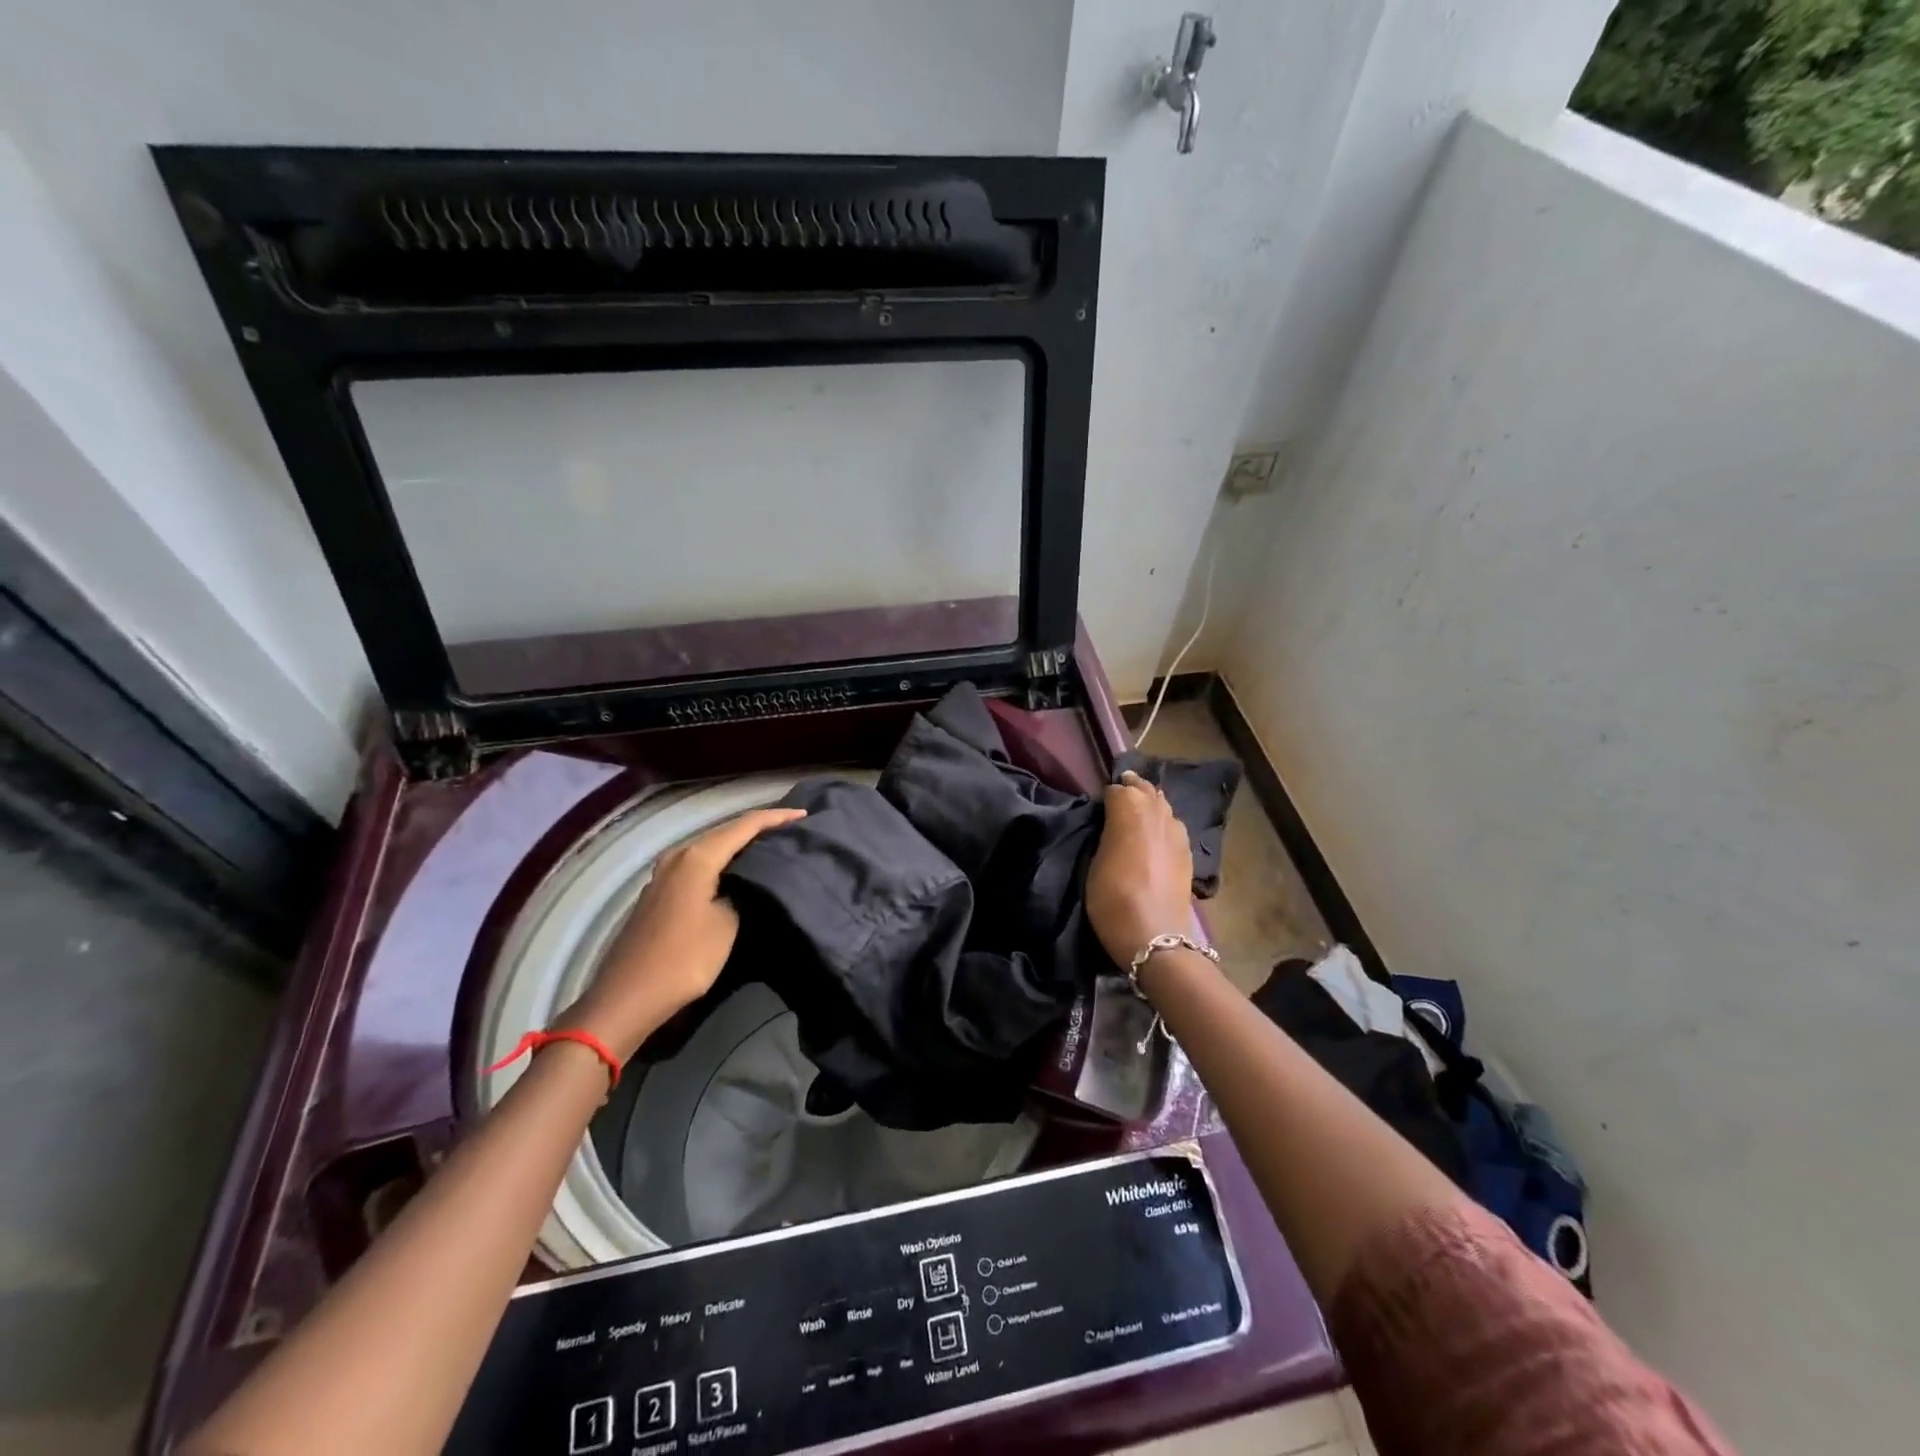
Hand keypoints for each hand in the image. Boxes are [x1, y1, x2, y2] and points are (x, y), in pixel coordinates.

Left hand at [559, 807, 804, 1058]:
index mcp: (697, 857)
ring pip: (710, 847)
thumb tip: (747, 883)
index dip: (776, 818)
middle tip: (791, 829)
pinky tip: (737, 871)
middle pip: (725, 831)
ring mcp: (664, 874)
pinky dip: (722, 861)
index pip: (745, 825)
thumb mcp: (727, 925)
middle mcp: (678, 856)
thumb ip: (742, 893)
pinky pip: (699, 864)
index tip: (804, 815)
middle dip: (758, 828)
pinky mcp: (660, 892)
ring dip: (739, 845)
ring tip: (770, 847)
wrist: (628, 997)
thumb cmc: (683, 959)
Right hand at [1086, 771, 1194, 967]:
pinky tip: (1157, 836)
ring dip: (1150, 804)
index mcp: (1129, 809)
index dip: (1106, 796)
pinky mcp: (1189, 851)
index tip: (1098, 808)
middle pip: (1145, 789)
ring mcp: (1177, 830)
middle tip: (1119, 797)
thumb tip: (1111, 825)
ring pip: (1163, 805)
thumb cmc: (1113, 898)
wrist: (1154, 934)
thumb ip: (1105, 834)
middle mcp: (1157, 812)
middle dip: (1132, 789)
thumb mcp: (1094, 862)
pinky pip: (1174, 825)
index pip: (1117, 789)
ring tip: (1138, 814)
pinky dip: (1164, 824)